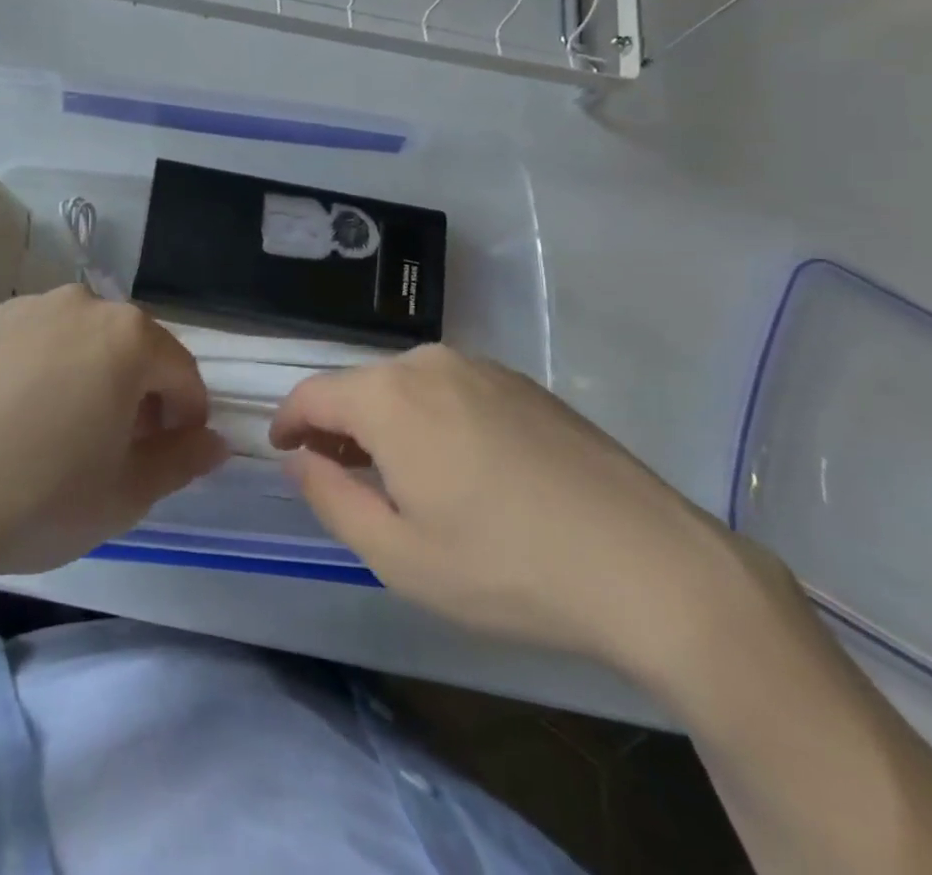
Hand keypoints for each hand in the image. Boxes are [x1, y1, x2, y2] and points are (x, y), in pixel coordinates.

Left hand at [0, 286, 225, 587]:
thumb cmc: (38, 497)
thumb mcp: (125, 493)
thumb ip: (181, 460)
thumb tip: (214, 442)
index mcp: (127, 336)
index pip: (181, 373)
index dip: (187, 417)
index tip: (172, 454)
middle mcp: (79, 305)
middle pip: (129, 348)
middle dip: (138, 394)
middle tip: (119, 448)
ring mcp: (22, 309)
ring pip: (77, 342)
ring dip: (88, 378)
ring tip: (61, 435)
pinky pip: (28, 345)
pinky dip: (37, 374)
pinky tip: (10, 423)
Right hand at [270, 345, 739, 678]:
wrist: (649, 565)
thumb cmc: (507, 568)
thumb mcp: (399, 555)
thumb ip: (331, 498)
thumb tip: (300, 459)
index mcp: (389, 396)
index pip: (313, 393)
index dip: (288, 421)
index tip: (282, 451)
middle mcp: (429, 363)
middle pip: (360, 386)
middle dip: (338, 426)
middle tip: (340, 474)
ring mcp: (482, 366)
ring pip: (407, 386)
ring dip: (386, 421)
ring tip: (399, 475)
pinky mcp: (522, 382)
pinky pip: (451, 389)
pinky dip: (431, 417)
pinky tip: (460, 466)